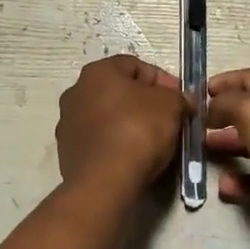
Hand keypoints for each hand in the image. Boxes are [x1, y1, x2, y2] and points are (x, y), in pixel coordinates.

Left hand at [56, 55, 188, 194]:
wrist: (105, 182)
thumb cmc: (138, 131)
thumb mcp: (171, 105)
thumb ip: (178, 97)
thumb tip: (182, 101)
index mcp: (97, 72)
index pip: (136, 66)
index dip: (163, 81)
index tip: (180, 100)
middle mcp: (75, 92)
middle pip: (119, 91)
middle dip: (145, 103)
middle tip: (169, 119)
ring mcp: (67, 124)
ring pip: (108, 117)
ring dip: (129, 124)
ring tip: (153, 142)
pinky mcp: (67, 152)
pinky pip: (100, 140)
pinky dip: (117, 144)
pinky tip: (134, 157)